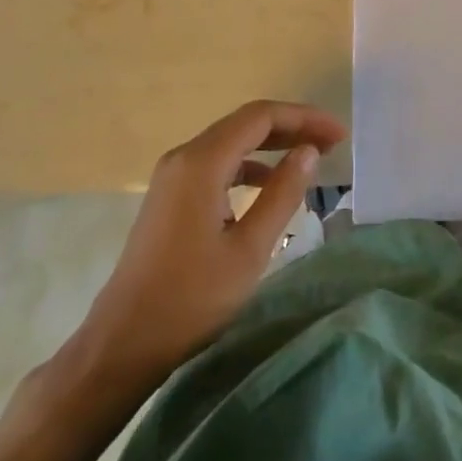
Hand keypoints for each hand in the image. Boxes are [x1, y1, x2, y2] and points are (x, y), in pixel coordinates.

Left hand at [69, 100, 346, 389]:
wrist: (122, 343)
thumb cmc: (190, 299)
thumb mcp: (249, 249)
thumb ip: (282, 193)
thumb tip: (309, 150)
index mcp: (202, 162)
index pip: (261, 117)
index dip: (304, 118)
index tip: (339, 134)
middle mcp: (184, 156)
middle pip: (246, 123)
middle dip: (292, 127)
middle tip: (332, 143)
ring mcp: (173, 175)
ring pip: (231, 142)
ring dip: (272, 145)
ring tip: (309, 158)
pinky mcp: (170, 195)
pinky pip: (217, 163)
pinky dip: (249, 165)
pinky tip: (269, 185)